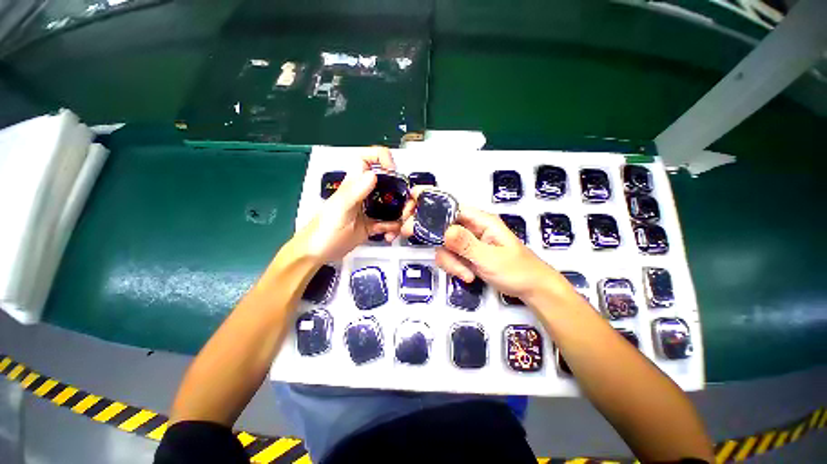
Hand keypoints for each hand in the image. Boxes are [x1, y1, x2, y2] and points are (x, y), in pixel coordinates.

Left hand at [297, 147, 410, 262]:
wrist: (318, 253)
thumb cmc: (324, 229)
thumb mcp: (341, 208)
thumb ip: (355, 191)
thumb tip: (373, 174)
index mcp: (354, 184)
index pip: (367, 160)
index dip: (381, 158)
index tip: (393, 170)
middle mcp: (363, 194)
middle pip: (387, 183)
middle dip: (399, 192)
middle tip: (405, 206)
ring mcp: (368, 210)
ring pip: (390, 204)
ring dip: (400, 212)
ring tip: (401, 224)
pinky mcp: (371, 224)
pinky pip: (388, 223)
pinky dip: (393, 228)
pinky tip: (391, 235)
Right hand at [403, 199, 567, 300]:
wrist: (531, 288)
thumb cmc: (517, 270)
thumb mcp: (491, 258)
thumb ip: (466, 245)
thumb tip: (444, 231)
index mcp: (480, 219)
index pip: (450, 205)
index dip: (428, 203)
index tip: (409, 205)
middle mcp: (470, 227)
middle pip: (440, 222)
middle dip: (427, 231)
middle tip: (407, 233)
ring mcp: (466, 241)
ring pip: (442, 244)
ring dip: (449, 260)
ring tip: (466, 273)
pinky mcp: (464, 254)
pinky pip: (449, 256)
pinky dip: (454, 267)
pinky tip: (468, 276)